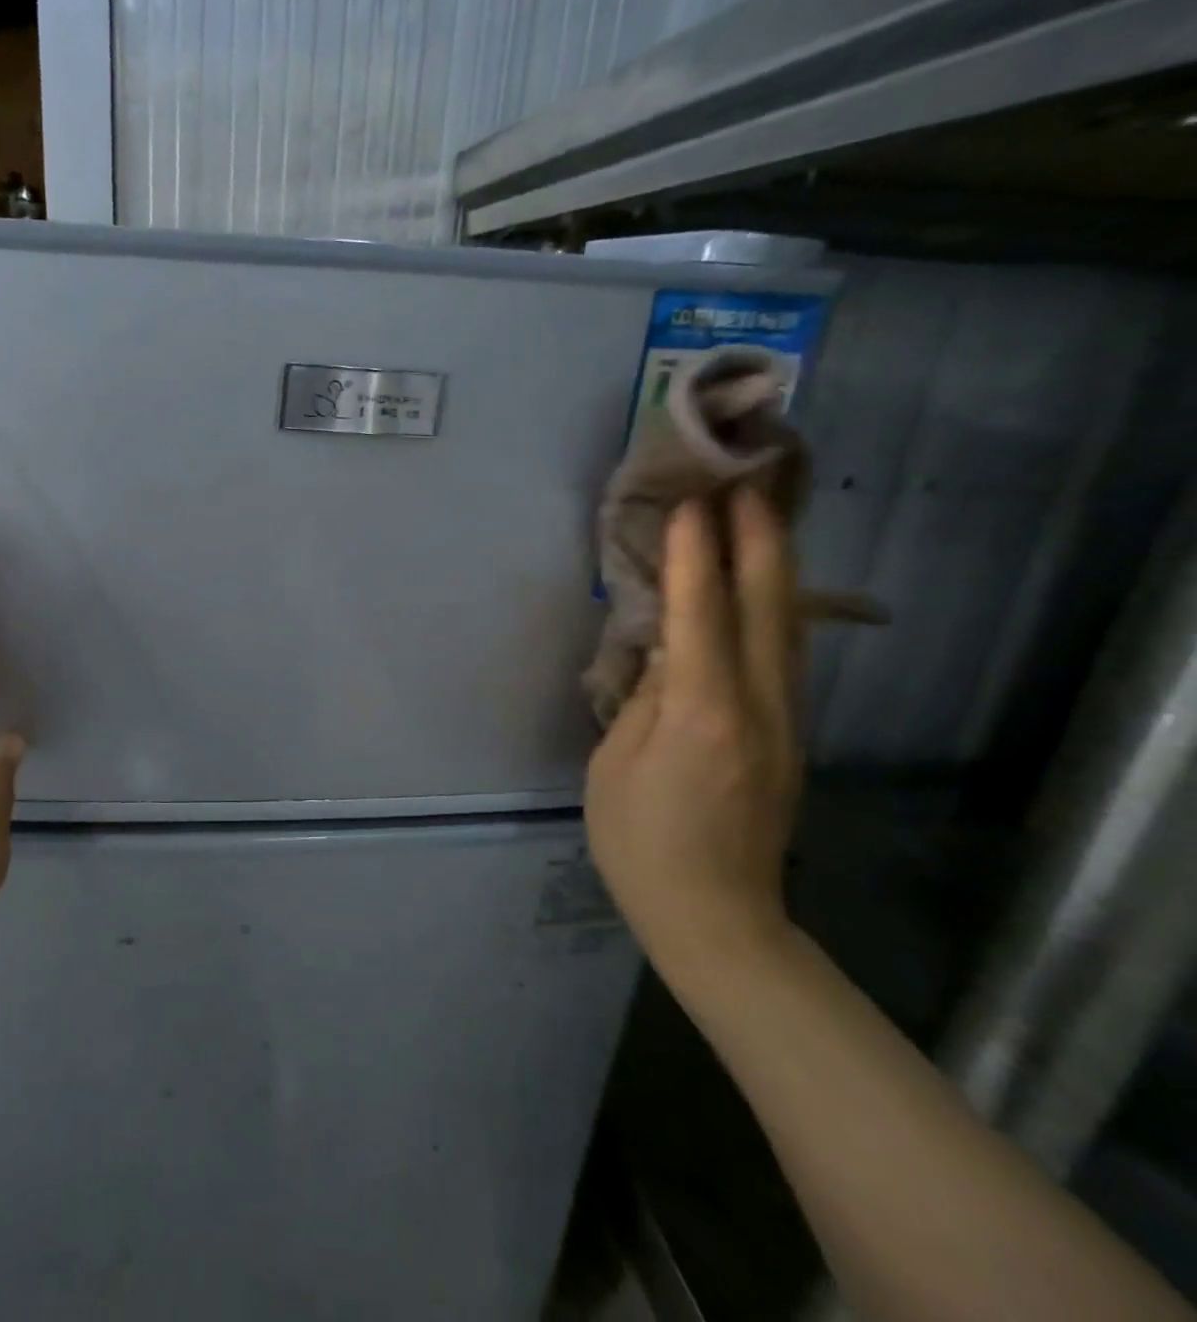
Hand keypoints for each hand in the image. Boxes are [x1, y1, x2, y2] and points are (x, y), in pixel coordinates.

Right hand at [585, 487, 801, 975]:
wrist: (715, 918)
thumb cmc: (641, 844)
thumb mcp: (615, 766)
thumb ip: (644, 701)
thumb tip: (666, 653)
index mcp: (702, 715)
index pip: (702, 618)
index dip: (696, 558)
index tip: (694, 504)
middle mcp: (756, 708)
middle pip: (768, 610)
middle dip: (760, 542)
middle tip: (750, 483)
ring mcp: (783, 723)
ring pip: (788, 629)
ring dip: (776, 568)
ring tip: (763, 517)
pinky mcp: (786, 737)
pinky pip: (783, 657)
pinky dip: (774, 609)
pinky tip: (763, 589)